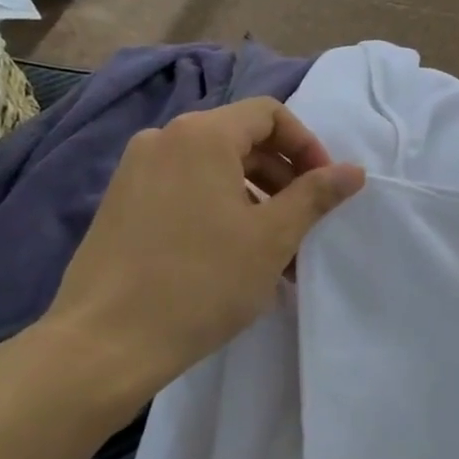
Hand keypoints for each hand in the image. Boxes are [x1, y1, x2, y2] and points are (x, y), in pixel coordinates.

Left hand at [34, 98, 364, 416]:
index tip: (325, 187)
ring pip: (213, 169)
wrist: (104, 344)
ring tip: (275, 252)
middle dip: (283, 178)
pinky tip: (233, 258)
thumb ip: (316, 195)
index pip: (269, 114)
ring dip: (254, 199)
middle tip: (305, 224)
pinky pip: (184, 190)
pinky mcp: (120, 204)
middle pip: (241, 140)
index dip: (306, 145)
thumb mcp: (272, 237)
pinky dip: (218, 210)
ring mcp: (135, 172)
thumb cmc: (201, 282)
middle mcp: (164, 139)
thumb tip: (353, 170)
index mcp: (201, 135)